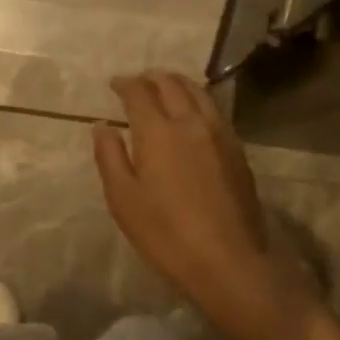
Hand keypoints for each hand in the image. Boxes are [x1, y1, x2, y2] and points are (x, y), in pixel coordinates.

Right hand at [94, 71, 321, 339]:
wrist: (228, 260)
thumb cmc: (166, 234)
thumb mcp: (123, 199)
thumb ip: (110, 157)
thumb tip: (102, 126)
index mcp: (158, 132)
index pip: (139, 92)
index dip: (125, 84)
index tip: (114, 85)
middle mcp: (191, 122)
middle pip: (172, 84)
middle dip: (151, 78)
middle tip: (137, 83)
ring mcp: (220, 134)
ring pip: (199, 93)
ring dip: (178, 84)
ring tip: (165, 89)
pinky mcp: (237, 150)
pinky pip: (214, 110)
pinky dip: (197, 101)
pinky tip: (192, 114)